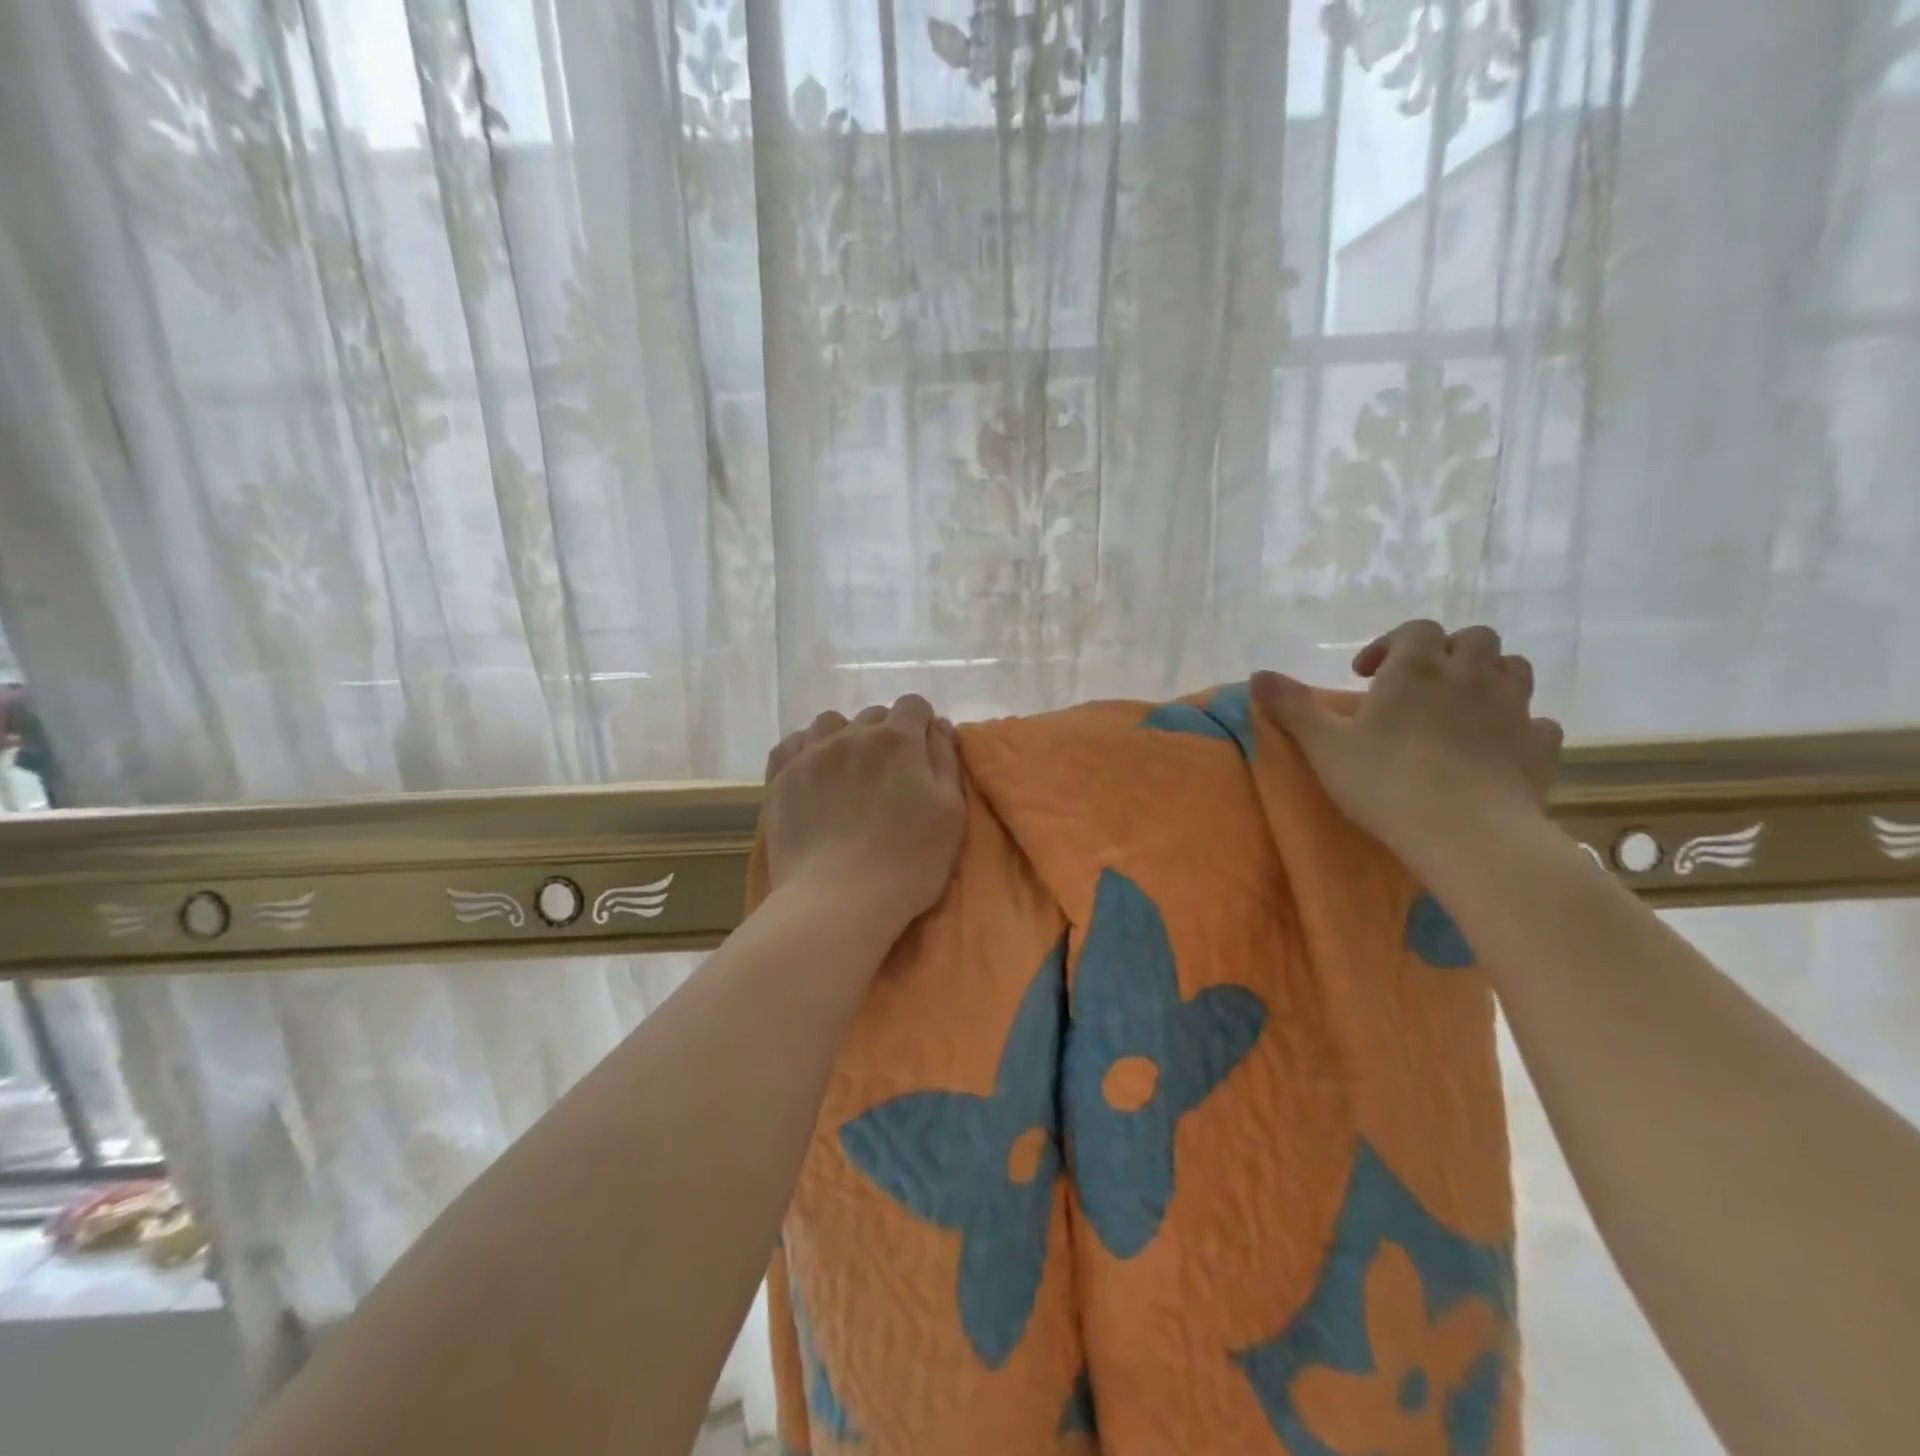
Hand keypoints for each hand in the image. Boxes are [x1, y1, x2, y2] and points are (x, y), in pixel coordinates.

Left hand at [762, 695, 965, 936]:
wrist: (839, 899)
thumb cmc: (909, 860)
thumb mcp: (951, 812)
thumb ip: (946, 760)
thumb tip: (938, 726)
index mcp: (898, 740)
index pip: (914, 705)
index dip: (922, 724)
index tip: (924, 754)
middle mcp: (852, 735)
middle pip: (873, 716)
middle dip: (886, 735)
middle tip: (890, 777)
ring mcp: (811, 754)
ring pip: (830, 723)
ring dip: (845, 737)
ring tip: (848, 772)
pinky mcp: (781, 779)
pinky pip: (792, 744)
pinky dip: (806, 750)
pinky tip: (814, 774)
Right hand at [1252, 621, 1563, 869]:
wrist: (1465, 832)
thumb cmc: (1386, 780)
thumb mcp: (1324, 744)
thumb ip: (1291, 705)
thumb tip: (1257, 674)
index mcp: (1417, 669)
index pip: (1414, 630)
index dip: (1390, 643)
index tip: (1365, 675)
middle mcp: (1470, 676)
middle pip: (1473, 639)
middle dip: (1447, 652)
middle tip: (1419, 684)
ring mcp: (1513, 709)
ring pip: (1514, 669)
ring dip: (1489, 676)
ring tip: (1461, 705)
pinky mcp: (1540, 747)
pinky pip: (1539, 722)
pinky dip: (1520, 725)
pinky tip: (1499, 745)